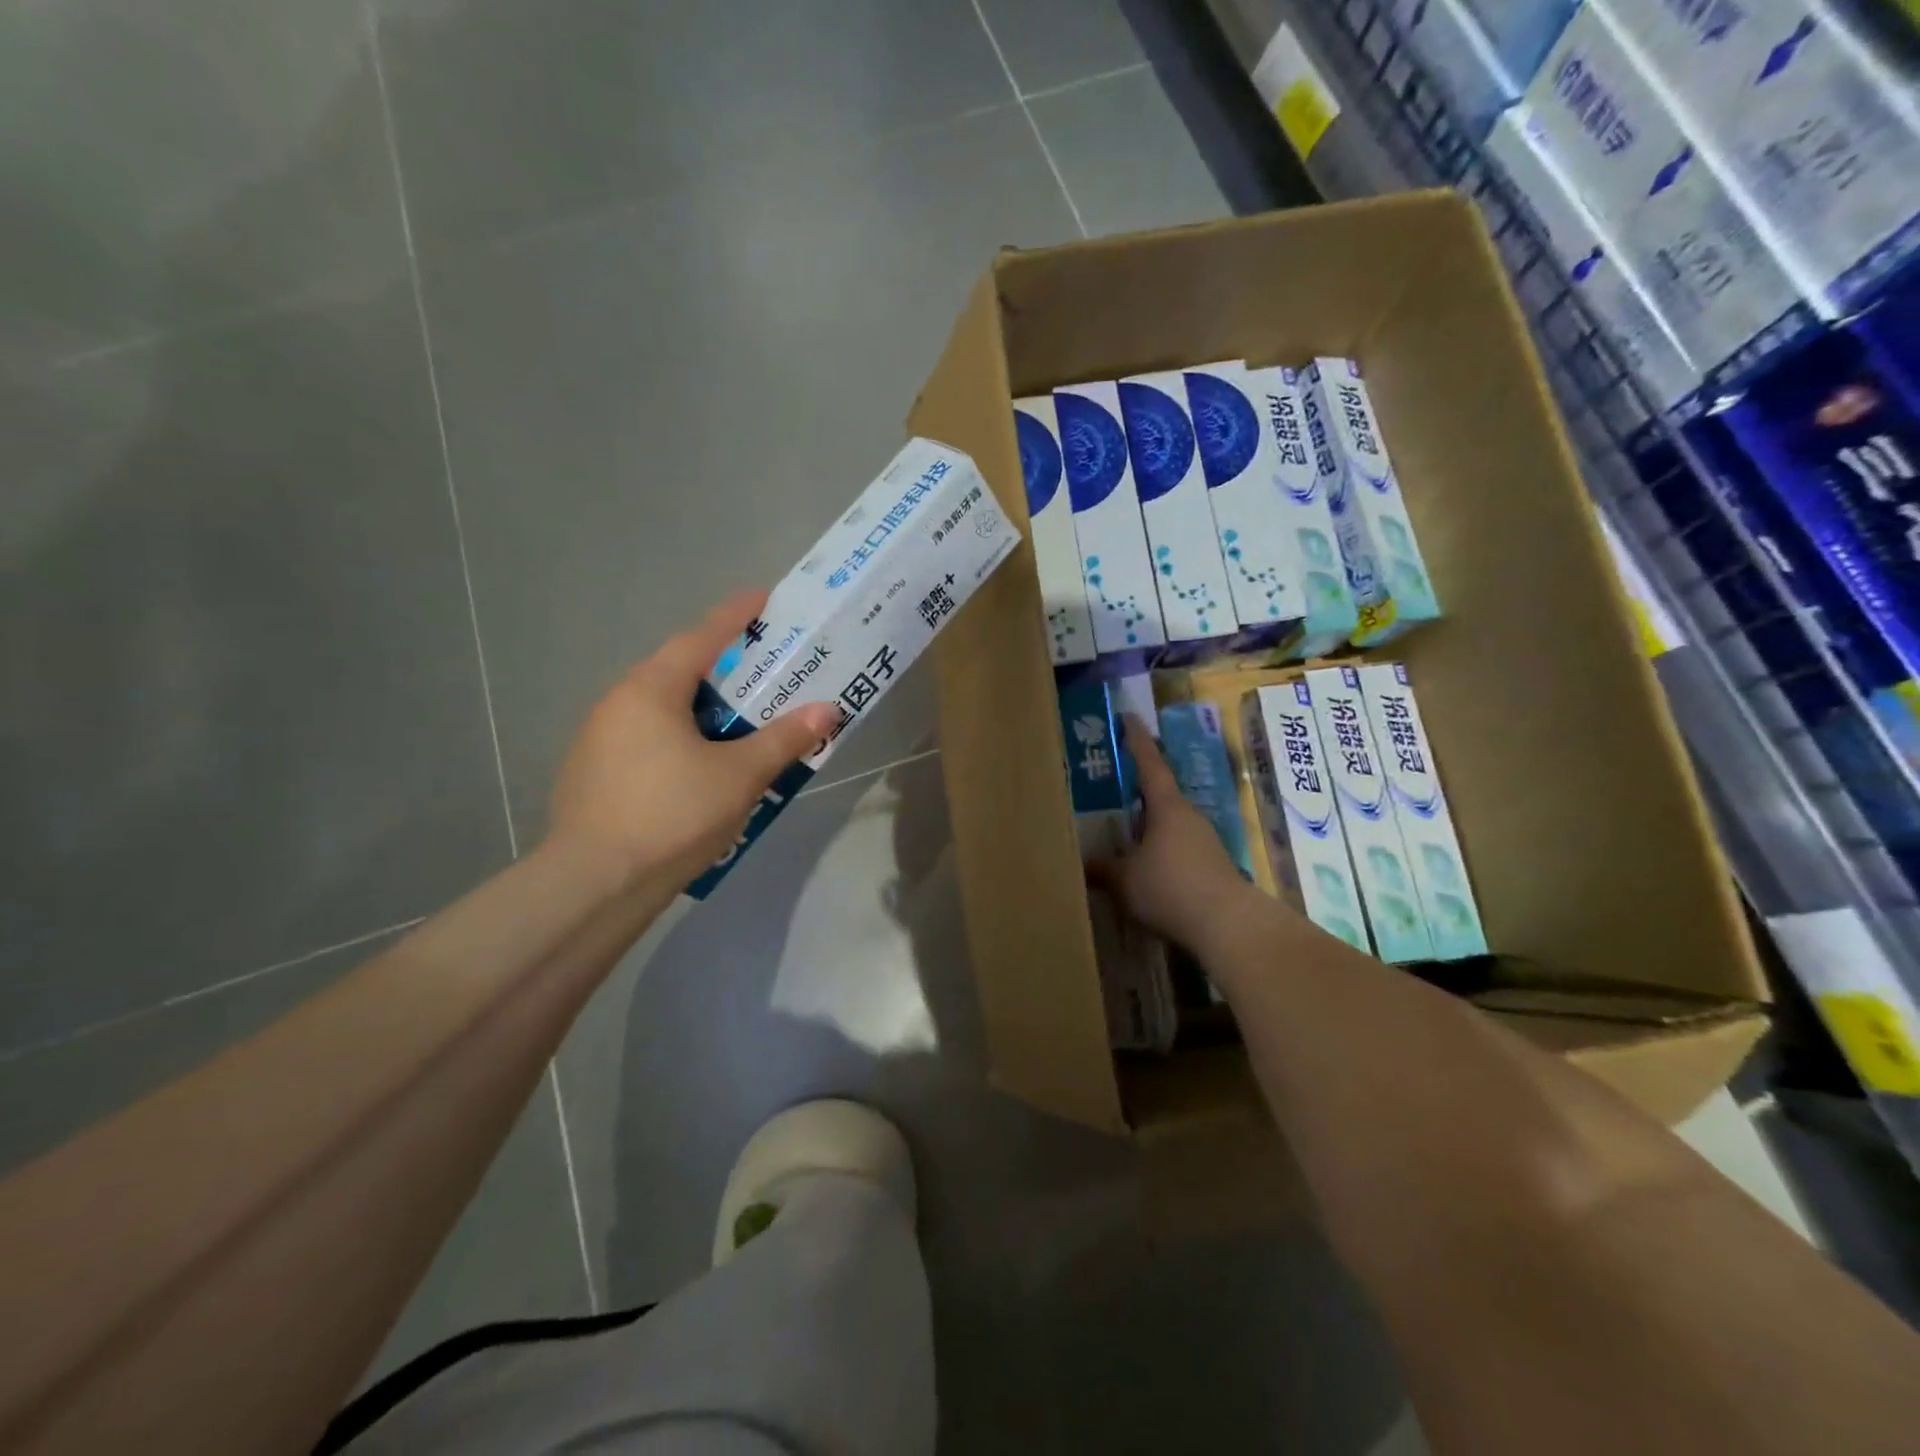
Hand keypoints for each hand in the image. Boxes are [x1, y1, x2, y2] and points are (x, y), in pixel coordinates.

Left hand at [548, 589, 841, 888]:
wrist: (595, 884)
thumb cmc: (673, 814)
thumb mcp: (740, 775)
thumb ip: (784, 739)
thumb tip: (828, 710)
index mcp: (651, 690)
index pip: (701, 637)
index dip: (736, 616)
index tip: (764, 598)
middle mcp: (618, 702)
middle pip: (679, 671)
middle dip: (722, 667)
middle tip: (763, 672)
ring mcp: (598, 739)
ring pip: (661, 708)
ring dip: (700, 708)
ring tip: (738, 724)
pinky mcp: (593, 774)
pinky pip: (646, 739)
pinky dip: (678, 738)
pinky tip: (698, 769)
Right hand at [1088, 714, 1261, 949]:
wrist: (1228, 926)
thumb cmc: (1170, 888)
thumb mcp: (1124, 880)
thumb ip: (1101, 869)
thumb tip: (1082, 864)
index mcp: (1166, 806)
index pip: (1149, 763)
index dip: (1136, 740)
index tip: (1128, 718)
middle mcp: (1188, 816)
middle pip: (1159, 793)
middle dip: (1136, 788)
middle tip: (1109, 784)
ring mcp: (1204, 840)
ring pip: (1168, 823)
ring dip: (1147, 824)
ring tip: (1120, 832)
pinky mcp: (1212, 866)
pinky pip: (1177, 847)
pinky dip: (1159, 849)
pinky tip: (1144, 868)